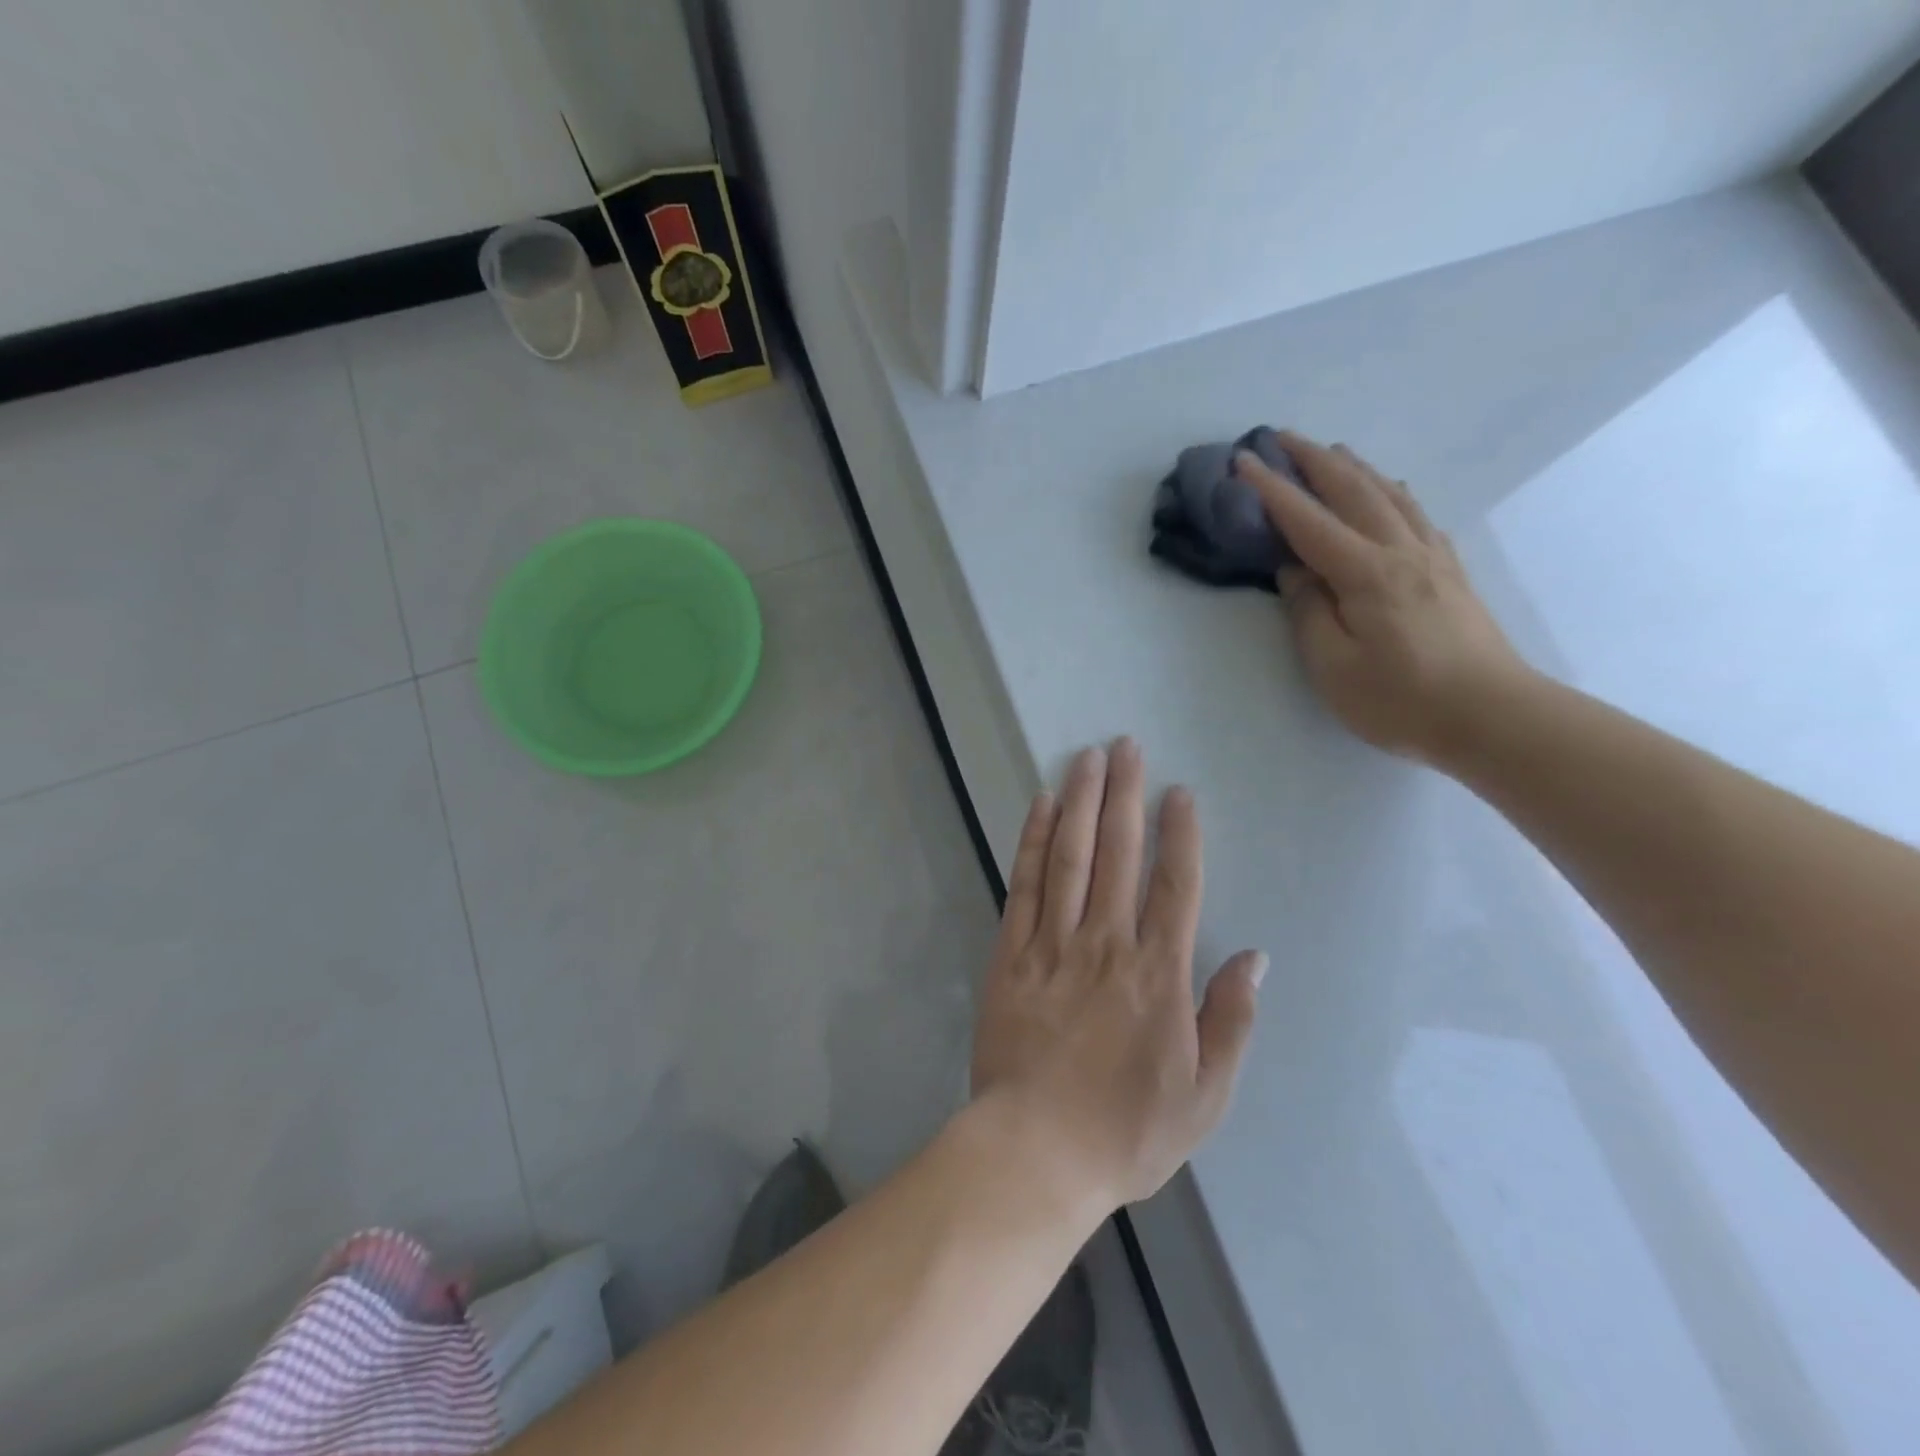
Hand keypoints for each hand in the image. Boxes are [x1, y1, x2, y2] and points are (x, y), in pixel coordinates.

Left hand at [969, 739, 1265, 1210]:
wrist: (1037, 1151)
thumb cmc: (1127, 1131)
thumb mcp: (1205, 1095)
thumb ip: (1231, 1021)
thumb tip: (1255, 958)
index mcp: (1158, 973)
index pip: (1174, 885)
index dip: (1179, 834)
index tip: (1178, 792)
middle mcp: (1107, 942)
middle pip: (1118, 853)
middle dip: (1124, 795)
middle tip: (1126, 746)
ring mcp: (1054, 943)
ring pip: (1071, 855)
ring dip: (1081, 802)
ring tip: (1088, 758)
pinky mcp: (1011, 952)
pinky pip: (1025, 884)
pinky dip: (1034, 840)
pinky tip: (1041, 806)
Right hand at [1235, 432, 1528, 763]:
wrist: (1493, 716)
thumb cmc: (1401, 700)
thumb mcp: (1333, 667)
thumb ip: (1308, 614)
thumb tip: (1294, 572)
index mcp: (1365, 574)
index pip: (1308, 522)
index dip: (1272, 490)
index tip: (1244, 460)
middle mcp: (1400, 551)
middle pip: (1353, 491)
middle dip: (1314, 461)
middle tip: (1282, 438)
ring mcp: (1431, 558)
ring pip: (1389, 495)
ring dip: (1355, 468)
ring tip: (1331, 452)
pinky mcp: (1450, 572)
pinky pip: (1415, 514)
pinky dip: (1392, 491)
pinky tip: (1389, 491)